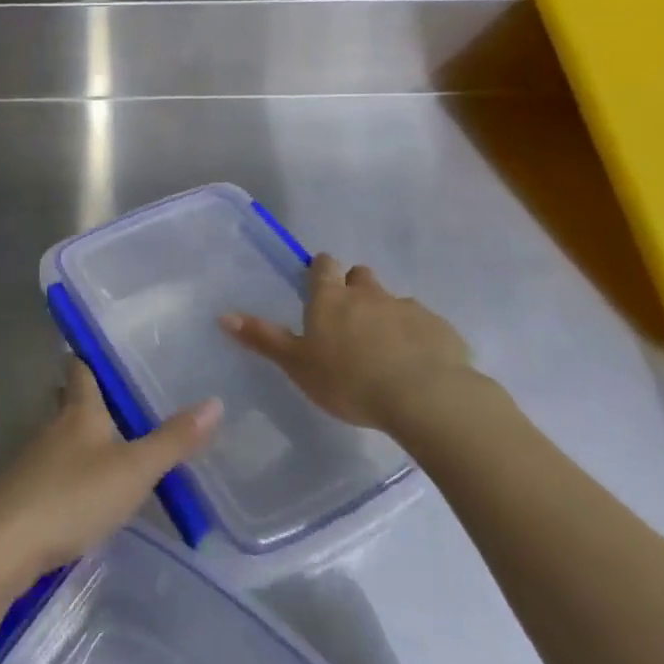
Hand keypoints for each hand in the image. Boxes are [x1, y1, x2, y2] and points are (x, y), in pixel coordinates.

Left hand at [0, 361, 220, 594]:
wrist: (3, 546)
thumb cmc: (72, 496)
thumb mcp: (133, 470)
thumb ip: (173, 440)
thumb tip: (215, 402)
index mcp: (79, 411)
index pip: (81, 367)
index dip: (92, 355)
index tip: (109, 346)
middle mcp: (53, 426)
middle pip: (69, 400)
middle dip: (90, 397)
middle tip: (124, 398)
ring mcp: (34, 461)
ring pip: (62, 437)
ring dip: (83, 437)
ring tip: (117, 444)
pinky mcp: (24, 495)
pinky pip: (54, 471)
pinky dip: (73, 471)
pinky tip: (89, 491)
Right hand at [221, 253, 475, 436]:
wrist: (424, 397)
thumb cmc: (348, 381)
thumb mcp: (297, 364)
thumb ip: (263, 339)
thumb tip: (223, 315)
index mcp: (330, 299)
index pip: (323, 266)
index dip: (320, 269)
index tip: (319, 280)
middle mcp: (368, 294)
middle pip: (360, 276)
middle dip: (355, 287)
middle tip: (350, 317)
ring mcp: (407, 308)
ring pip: (393, 301)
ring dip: (387, 315)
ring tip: (385, 348)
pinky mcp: (440, 329)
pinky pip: (425, 326)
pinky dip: (418, 337)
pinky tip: (418, 364)